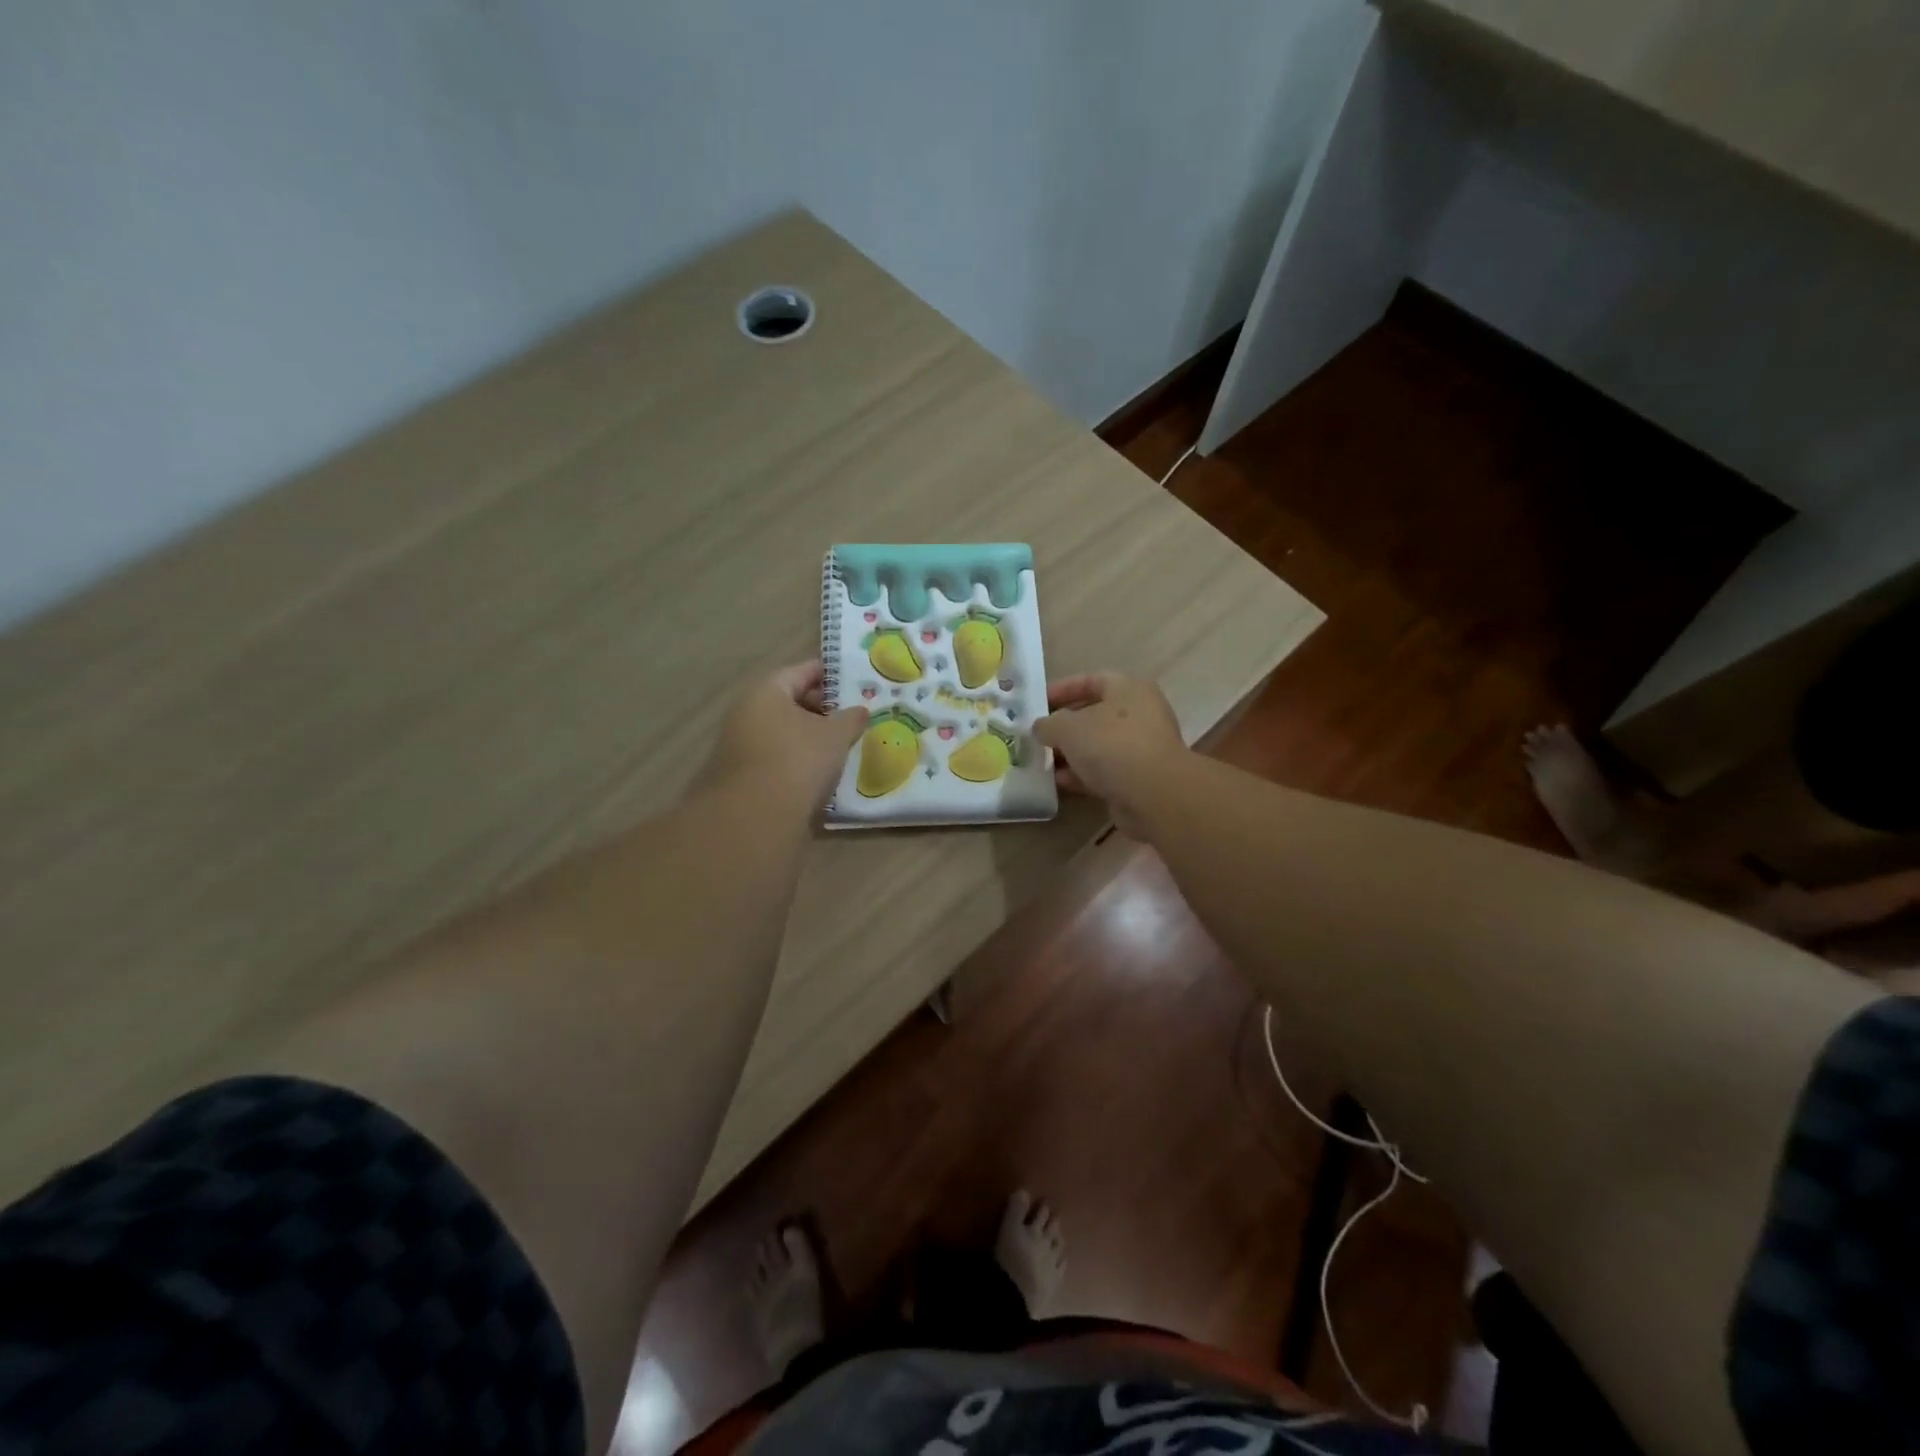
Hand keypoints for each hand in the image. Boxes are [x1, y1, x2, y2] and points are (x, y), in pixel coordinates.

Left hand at [696, 661, 867, 812]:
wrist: (755, 816)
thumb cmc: (798, 760)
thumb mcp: (836, 735)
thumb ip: (851, 718)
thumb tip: (860, 710)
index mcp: (766, 691)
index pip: (801, 671)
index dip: (829, 674)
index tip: (852, 680)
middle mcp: (746, 711)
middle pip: (788, 700)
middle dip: (820, 706)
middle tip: (850, 715)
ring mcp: (739, 744)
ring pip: (781, 730)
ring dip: (808, 734)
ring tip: (839, 744)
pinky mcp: (741, 774)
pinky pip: (775, 755)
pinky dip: (796, 757)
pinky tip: (818, 770)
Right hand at [1034, 672, 1187, 838]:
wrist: (1153, 795)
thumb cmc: (1111, 745)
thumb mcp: (1068, 727)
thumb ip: (1049, 724)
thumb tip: (1040, 728)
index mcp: (1128, 690)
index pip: (1092, 680)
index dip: (1064, 688)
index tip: (1039, 702)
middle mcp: (1139, 714)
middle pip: (1095, 715)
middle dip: (1064, 726)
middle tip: (1038, 735)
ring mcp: (1141, 748)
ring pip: (1098, 746)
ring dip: (1071, 753)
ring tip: (1042, 761)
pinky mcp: (1138, 779)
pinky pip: (1104, 771)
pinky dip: (1082, 775)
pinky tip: (1058, 782)